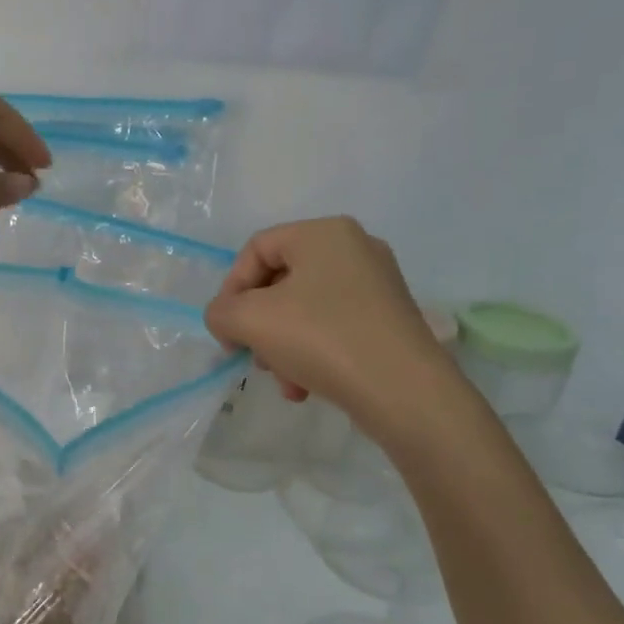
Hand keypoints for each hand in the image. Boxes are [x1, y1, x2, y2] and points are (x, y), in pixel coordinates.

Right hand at [204, 217, 468, 447]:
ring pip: (304, 310)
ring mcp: (377, 285)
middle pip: (280, 281)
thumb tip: (227, 318)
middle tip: (253, 356)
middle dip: (258, 324)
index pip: (255, 249)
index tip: (227, 331)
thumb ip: (220, 312)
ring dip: (281, 346)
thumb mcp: (250, 320)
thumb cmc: (321, 339)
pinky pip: (332, 328)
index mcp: (324, 233)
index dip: (231, 289)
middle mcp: (355, 248)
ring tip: (283, 380)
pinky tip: (305, 386)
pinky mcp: (388, 319)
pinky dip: (311, 354)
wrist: (403, 391)